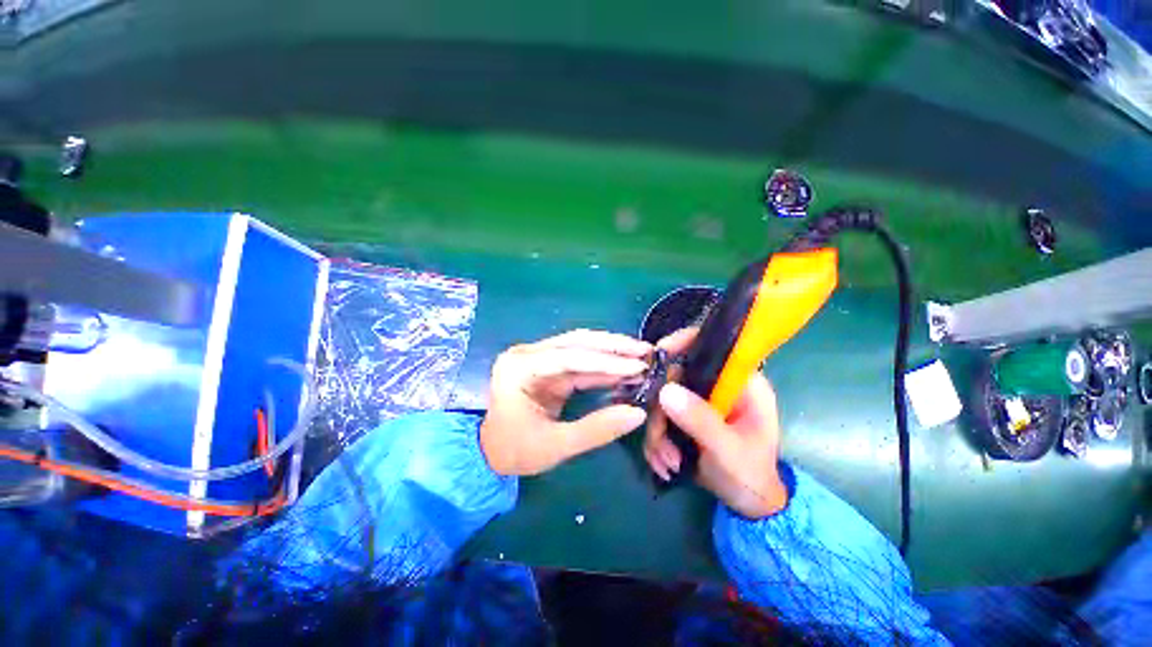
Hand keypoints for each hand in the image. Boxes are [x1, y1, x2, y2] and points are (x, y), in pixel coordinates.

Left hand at [481, 329, 651, 475]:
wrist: (489, 452)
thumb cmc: (515, 451)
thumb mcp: (555, 446)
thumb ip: (597, 429)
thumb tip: (638, 413)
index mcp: (520, 368)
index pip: (569, 357)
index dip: (607, 362)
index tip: (639, 366)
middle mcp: (527, 354)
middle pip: (576, 342)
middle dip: (613, 347)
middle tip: (646, 351)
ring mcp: (537, 356)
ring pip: (580, 345)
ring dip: (611, 350)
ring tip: (641, 355)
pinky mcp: (548, 365)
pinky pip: (579, 359)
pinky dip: (603, 363)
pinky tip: (623, 366)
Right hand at [644, 328, 787, 518]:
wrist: (748, 504)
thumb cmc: (751, 476)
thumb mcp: (729, 450)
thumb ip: (701, 420)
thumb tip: (666, 391)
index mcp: (740, 382)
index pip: (710, 346)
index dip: (682, 342)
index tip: (657, 355)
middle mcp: (717, 385)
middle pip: (674, 376)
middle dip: (661, 411)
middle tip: (661, 442)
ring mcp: (698, 400)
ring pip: (661, 399)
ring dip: (657, 432)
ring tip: (668, 462)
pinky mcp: (685, 415)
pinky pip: (659, 417)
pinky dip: (657, 441)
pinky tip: (665, 463)